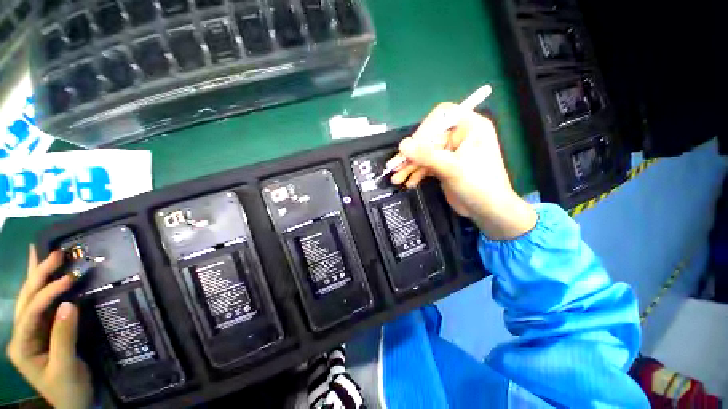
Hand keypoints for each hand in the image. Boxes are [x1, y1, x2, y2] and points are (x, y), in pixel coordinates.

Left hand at [7, 246, 92, 408]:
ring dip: (39, 276)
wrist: (74, 403)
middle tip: (56, 254)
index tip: (70, 279)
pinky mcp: (44, 331)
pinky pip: (43, 305)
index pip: (31, 312)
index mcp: (20, 345)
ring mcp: (31, 333)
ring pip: (31, 299)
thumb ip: (64, 336)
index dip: (48, 294)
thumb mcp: (66, 366)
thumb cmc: (69, 388)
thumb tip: (69, 304)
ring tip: (46, 254)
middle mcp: (21, 334)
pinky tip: (44, 275)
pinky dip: (45, 287)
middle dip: (38, 276)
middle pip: (26, 300)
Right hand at [390, 103, 536, 239]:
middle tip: (394, 167)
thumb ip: (426, 155)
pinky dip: (416, 173)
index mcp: (469, 127)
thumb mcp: (452, 168)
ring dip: (410, 166)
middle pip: (428, 139)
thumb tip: (402, 145)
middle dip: (411, 155)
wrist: (488, 210)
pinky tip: (408, 182)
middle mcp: (459, 136)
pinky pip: (426, 165)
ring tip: (397, 179)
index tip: (411, 145)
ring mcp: (450, 152)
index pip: (442, 116)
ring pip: (424, 154)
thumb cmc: (479, 184)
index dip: (425, 128)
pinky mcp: (444, 166)